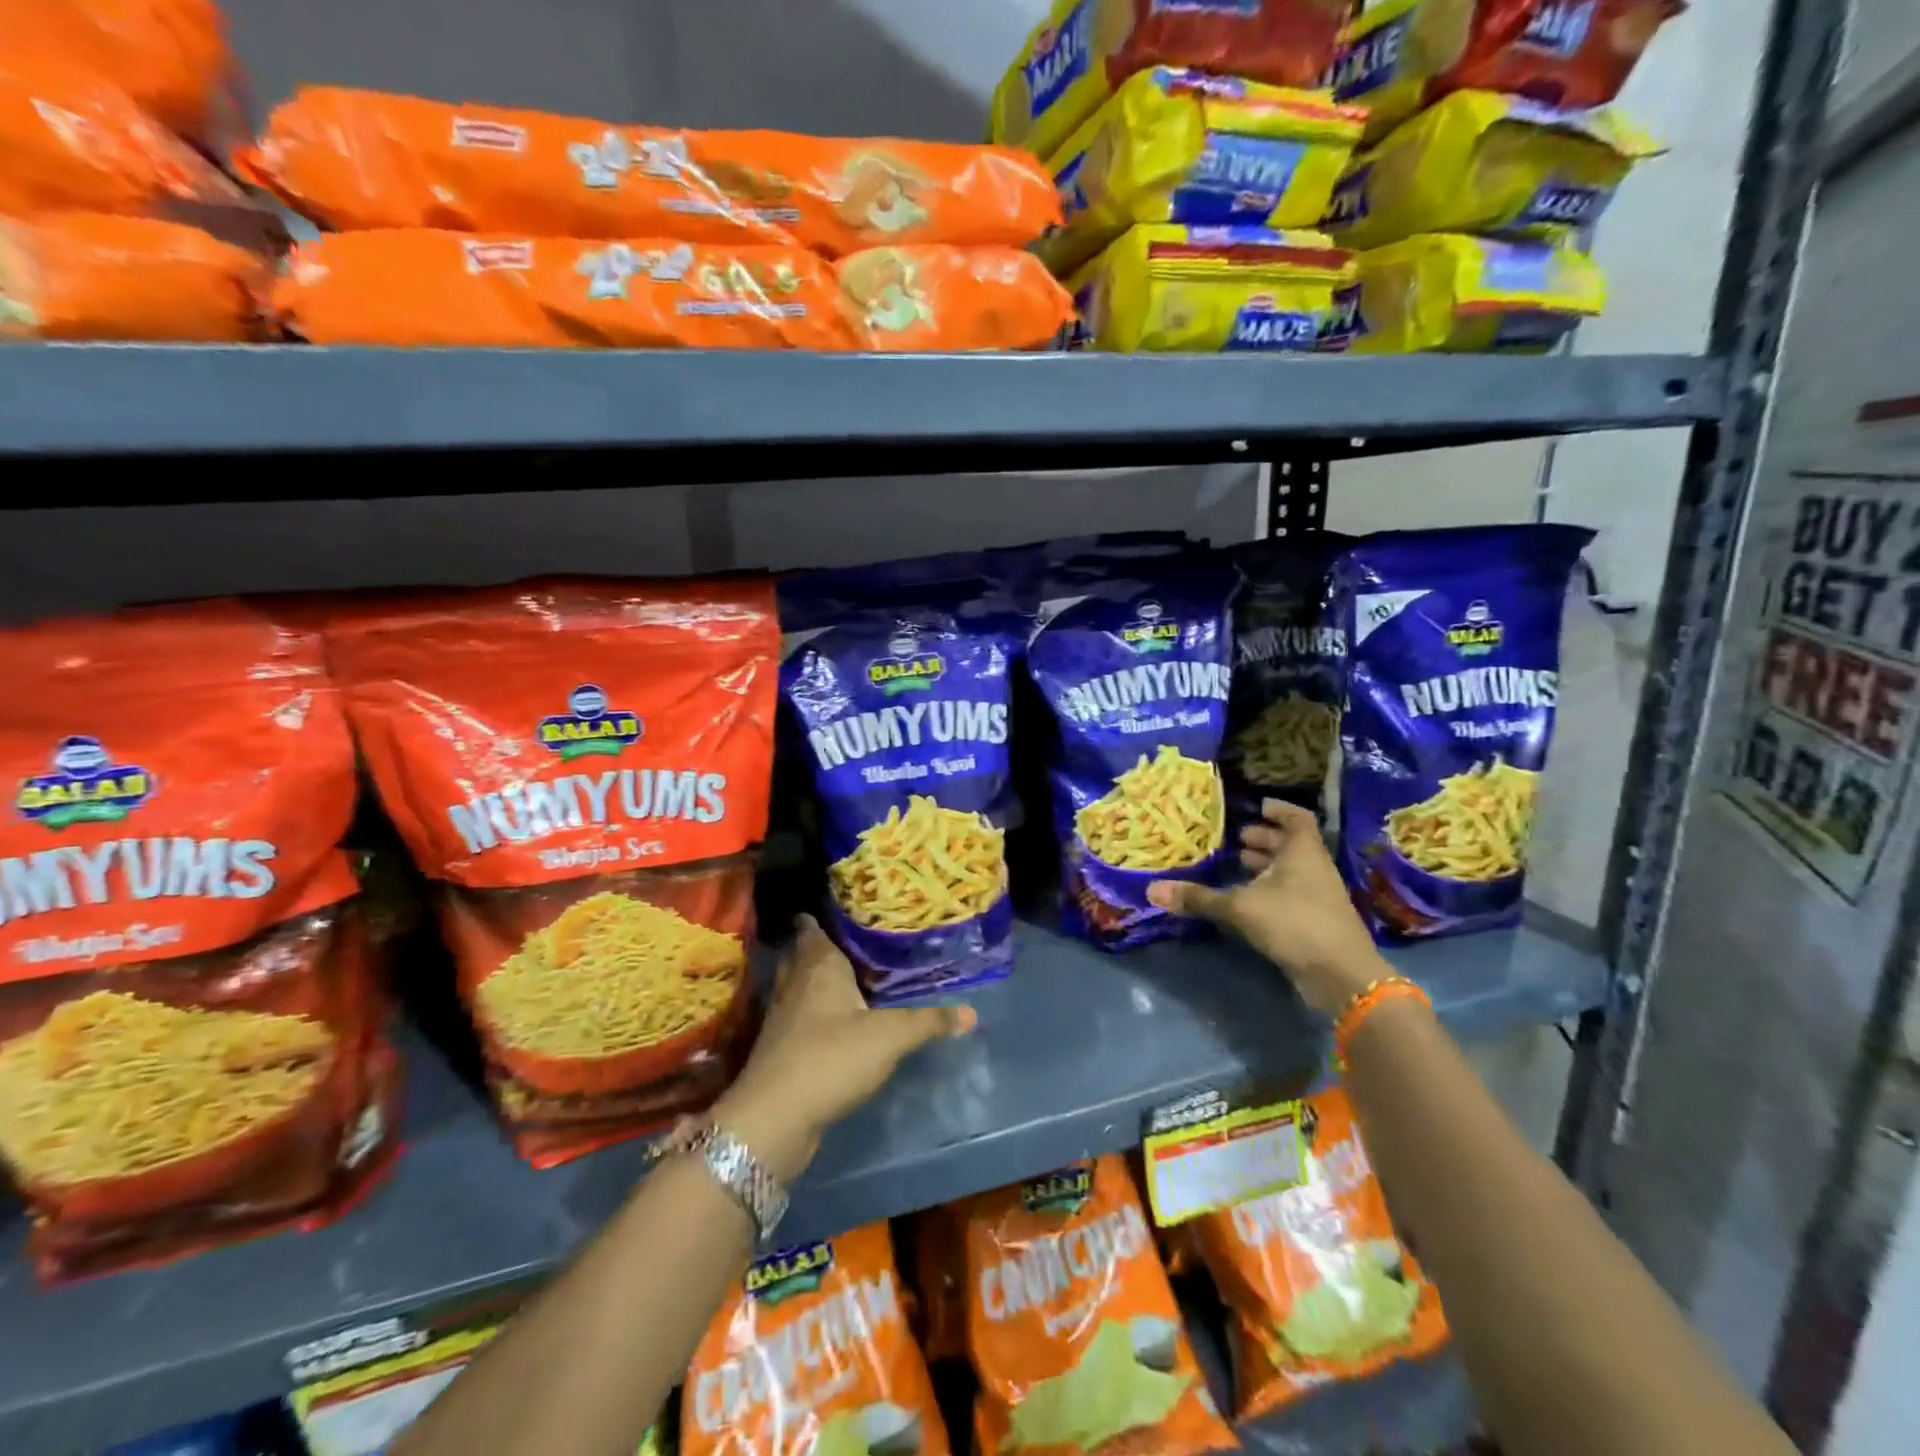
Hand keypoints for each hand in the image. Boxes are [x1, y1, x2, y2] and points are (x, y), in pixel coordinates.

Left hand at [714, 915, 976, 1180]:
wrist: (775, 1117)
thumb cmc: (832, 1057)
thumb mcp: (890, 1037)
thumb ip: (929, 1022)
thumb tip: (972, 1012)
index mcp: (819, 966)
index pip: (813, 929)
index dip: (820, 918)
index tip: (839, 911)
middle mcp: (795, 984)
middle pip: (801, 956)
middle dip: (817, 948)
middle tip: (847, 942)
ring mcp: (782, 1018)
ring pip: (796, 987)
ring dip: (812, 981)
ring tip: (841, 978)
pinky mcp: (779, 1050)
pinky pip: (797, 1018)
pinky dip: (810, 1014)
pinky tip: (831, 1023)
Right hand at [1147, 799, 1387, 1015]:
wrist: (1341, 976)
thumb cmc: (1295, 924)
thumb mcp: (1240, 908)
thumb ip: (1199, 899)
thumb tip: (1152, 890)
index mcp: (1303, 852)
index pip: (1296, 818)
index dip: (1277, 810)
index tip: (1255, 806)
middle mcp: (1313, 869)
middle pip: (1291, 845)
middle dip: (1263, 840)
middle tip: (1234, 839)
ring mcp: (1317, 897)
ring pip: (1290, 872)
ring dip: (1265, 867)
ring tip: (1235, 866)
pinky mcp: (1314, 922)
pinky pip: (1289, 895)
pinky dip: (1268, 892)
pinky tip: (1245, 901)